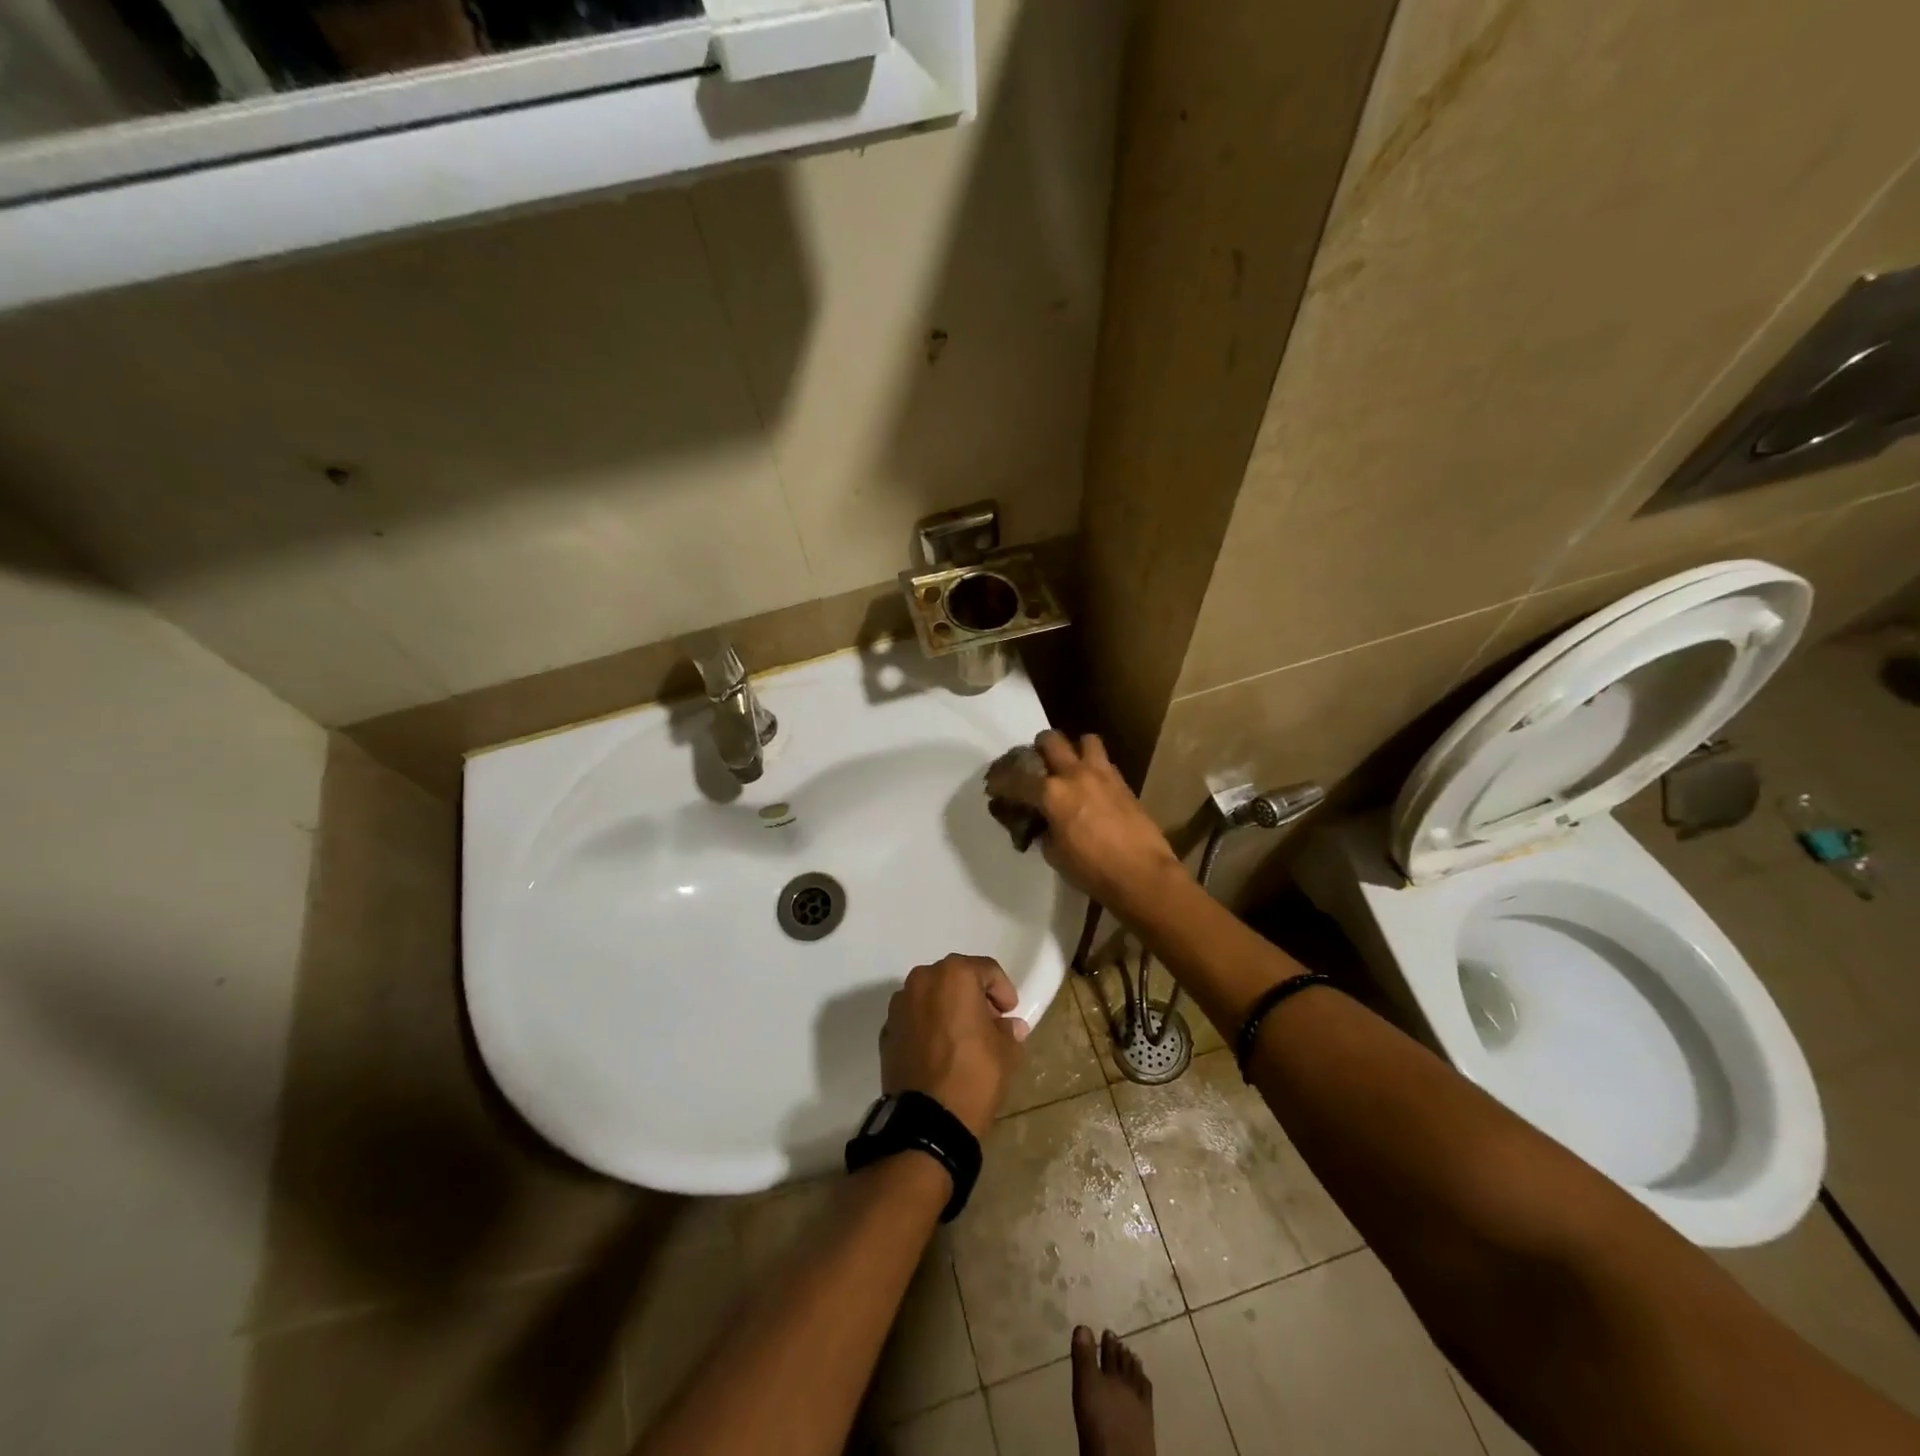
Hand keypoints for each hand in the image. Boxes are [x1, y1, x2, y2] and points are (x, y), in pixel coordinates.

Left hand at [881, 954, 1029, 1138]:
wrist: (927, 1121)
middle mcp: (922, 980)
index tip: (1010, 1013)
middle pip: (955, 977)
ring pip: (931, 996)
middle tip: (990, 1022)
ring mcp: (899, 1005)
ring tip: (963, 1036)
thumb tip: (1009, 1027)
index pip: (986, 970)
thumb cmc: (973, 1075)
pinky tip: (940, 1050)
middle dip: (974, 996)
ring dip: (948, 1008)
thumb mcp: (1005, 1053)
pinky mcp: (887, 1030)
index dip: (1003, 990)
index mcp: (954, 975)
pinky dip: (928, 1025)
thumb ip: (1008, 1031)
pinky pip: (914, 1018)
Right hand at [1010, 731, 1187, 912]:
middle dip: (1038, 750)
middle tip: (1036, 768)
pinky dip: (1093, 768)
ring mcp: (1103, 774)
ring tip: (1070, 769)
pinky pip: (1104, 762)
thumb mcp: (1054, 854)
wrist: (1142, 874)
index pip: (1016, 778)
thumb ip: (1042, 830)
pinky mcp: (1123, 783)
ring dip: (1073, 750)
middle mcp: (1075, 774)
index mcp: (1052, 793)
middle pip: (1050, 740)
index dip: (1000, 781)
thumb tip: (1041, 822)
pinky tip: (1092, 788)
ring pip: (1085, 740)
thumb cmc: (1092, 870)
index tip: (994, 786)